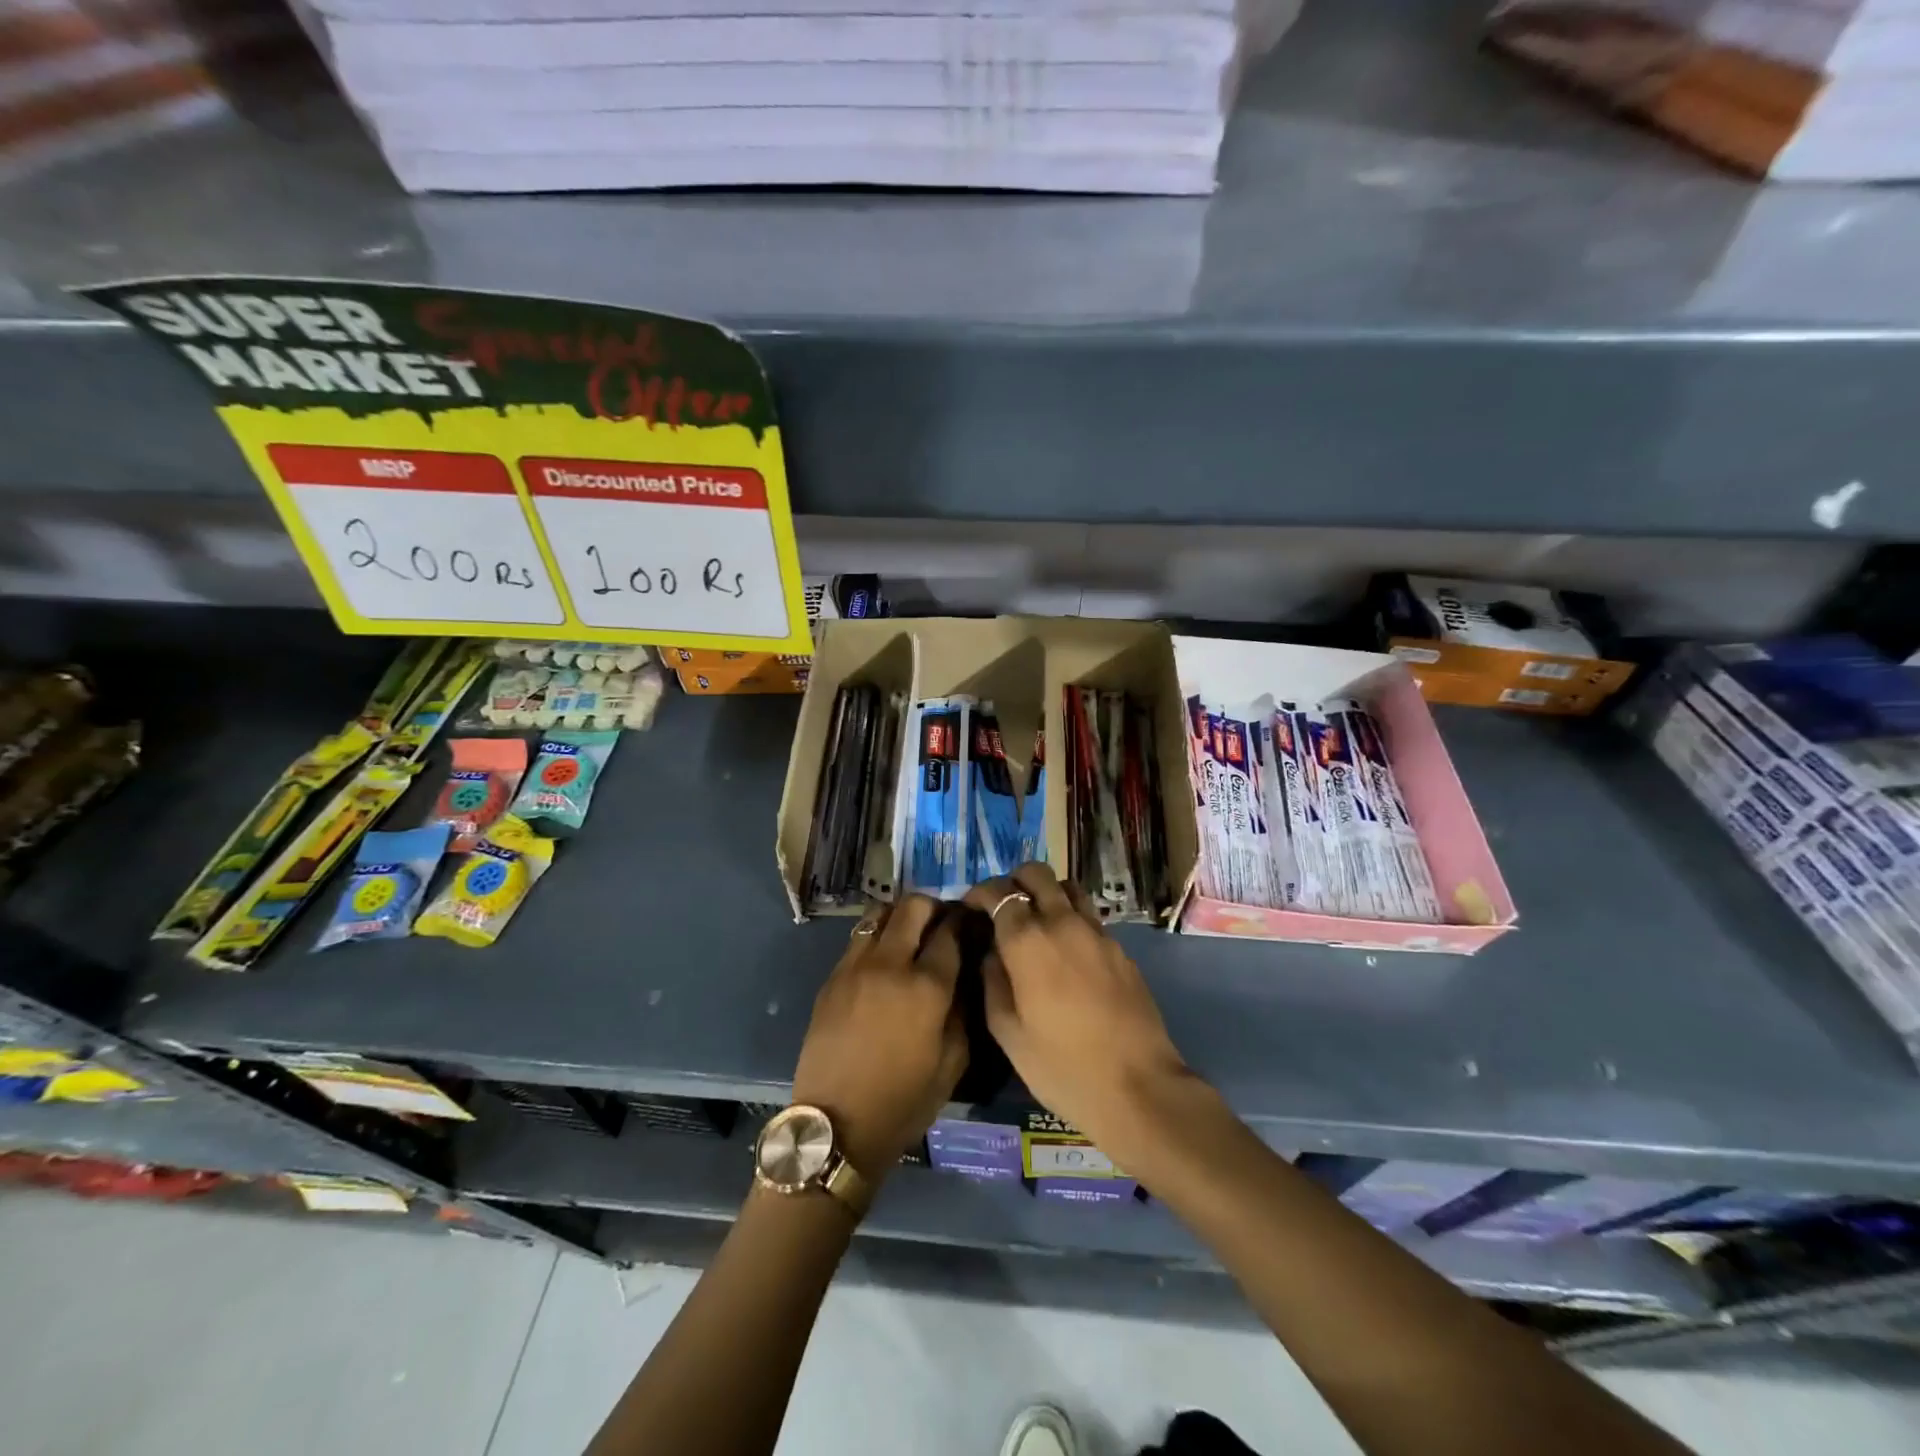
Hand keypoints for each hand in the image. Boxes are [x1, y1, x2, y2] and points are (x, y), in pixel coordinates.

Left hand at [790, 896, 967, 1177]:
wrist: (837, 1125)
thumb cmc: (904, 1101)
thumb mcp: (954, 1062)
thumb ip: (963, 1009)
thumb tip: (964, 975)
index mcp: (927, 986)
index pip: (950, 930)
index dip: (963, 920)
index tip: (969, 922)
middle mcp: (891, 964)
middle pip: (913, 906)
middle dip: (933, 907)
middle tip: (940, 924)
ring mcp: (856, 967)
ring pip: (879, 914)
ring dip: (900, 917)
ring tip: (909, 936)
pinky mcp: (832, 978)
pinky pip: (858, 939)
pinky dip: (876, 937)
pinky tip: (882, 962)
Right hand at [965, 864, 1191, 1162]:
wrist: (1138, 1086)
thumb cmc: (1061, 1066)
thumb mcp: (1008, 1032)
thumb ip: (993, 982)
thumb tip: (992, 953)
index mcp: (1027, 940)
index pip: (998, 893)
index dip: (980, 893)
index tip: (971, 906)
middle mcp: (1062, 922)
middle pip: (1036, 874)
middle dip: (1014, 881)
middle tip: (1003, 907)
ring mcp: (1096, 932)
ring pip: (1068, 887)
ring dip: (1047, 892)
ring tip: (1037, 920)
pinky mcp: (1119, 948)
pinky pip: (1089, 916)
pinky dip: (1071, 917)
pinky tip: (1067, 950)